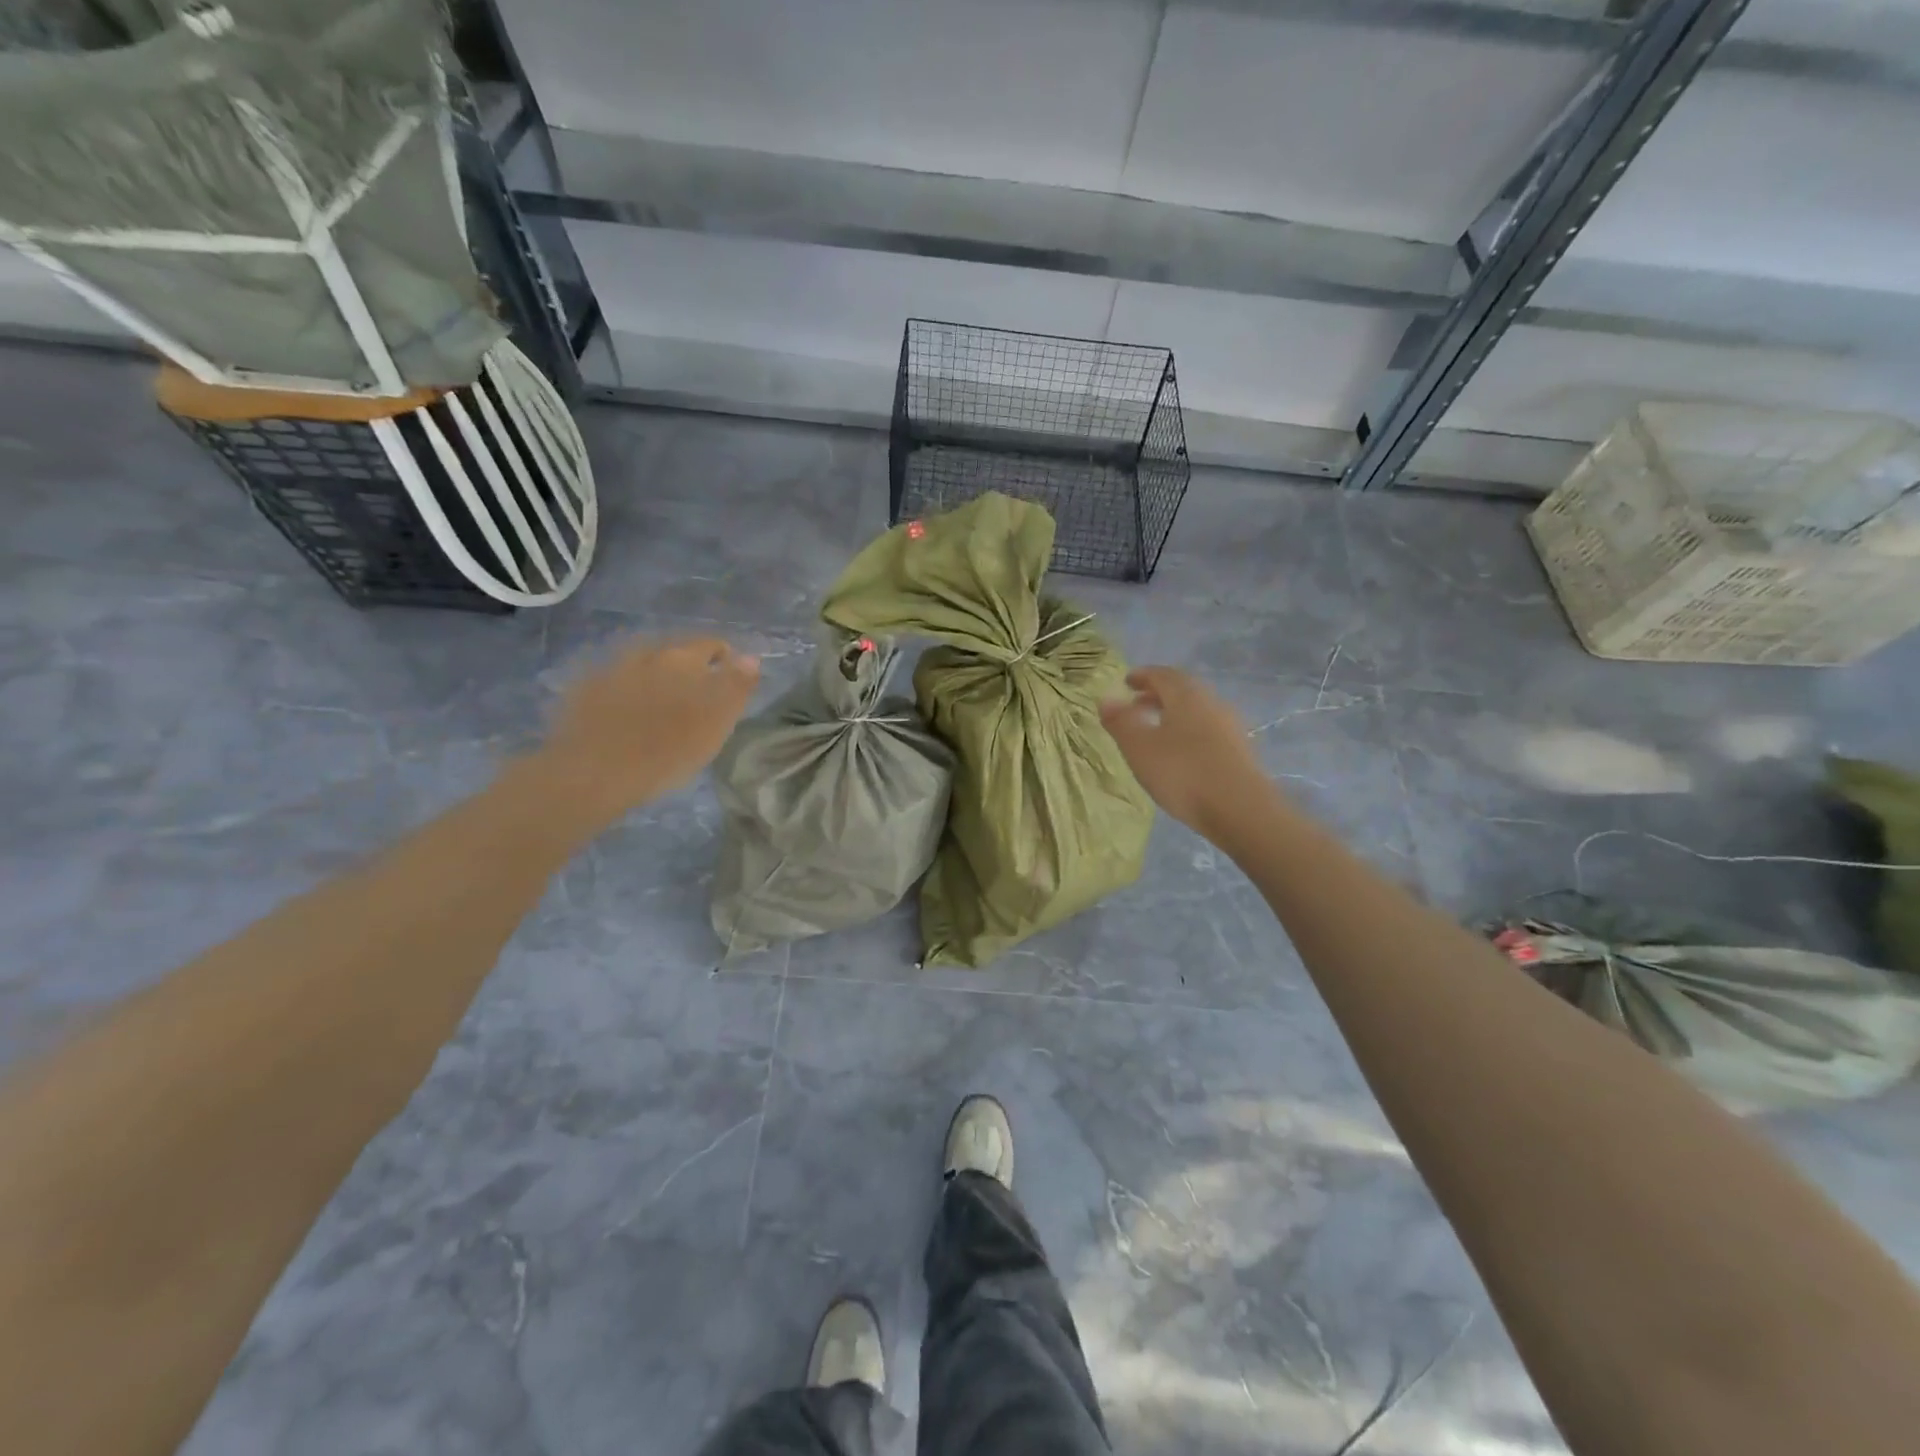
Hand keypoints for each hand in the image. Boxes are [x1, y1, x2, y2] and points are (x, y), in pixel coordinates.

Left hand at [538, 635, 759, 822]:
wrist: (591, 774)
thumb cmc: (666, 751)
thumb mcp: (716, 723)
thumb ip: (736, 686)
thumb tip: (750, 657)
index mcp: (684, 658)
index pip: (713, 645)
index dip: (726, 662)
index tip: (730, 684)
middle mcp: (647, 653)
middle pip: (675, 652)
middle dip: (688, 669)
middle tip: (696, 699)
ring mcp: (611, 668)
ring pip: (643, 665)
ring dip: (655, 678)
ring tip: (661, 706)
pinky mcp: (583, 690)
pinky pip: (614, 682)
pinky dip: (625, 691)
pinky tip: (626, 714)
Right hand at [1100, 666, 1270, 837]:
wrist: (1241, 809)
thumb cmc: (1183, 773)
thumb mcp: (1140, 748)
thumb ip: (1121, 722)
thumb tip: (1106, 699)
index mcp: (1187, 696)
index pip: (1162, 674)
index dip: (1142, 676)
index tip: (1127, 682)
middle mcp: (1211, 703)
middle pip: (1182, 690)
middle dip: (1157, 694)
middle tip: (1137, 705)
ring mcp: (1230, 727)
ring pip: (1196, 710)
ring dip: (1173, 714)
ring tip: (1155, 731)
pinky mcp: (1239, 750)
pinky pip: (1208, 730)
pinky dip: (1188, 731)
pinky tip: (1180, 753)